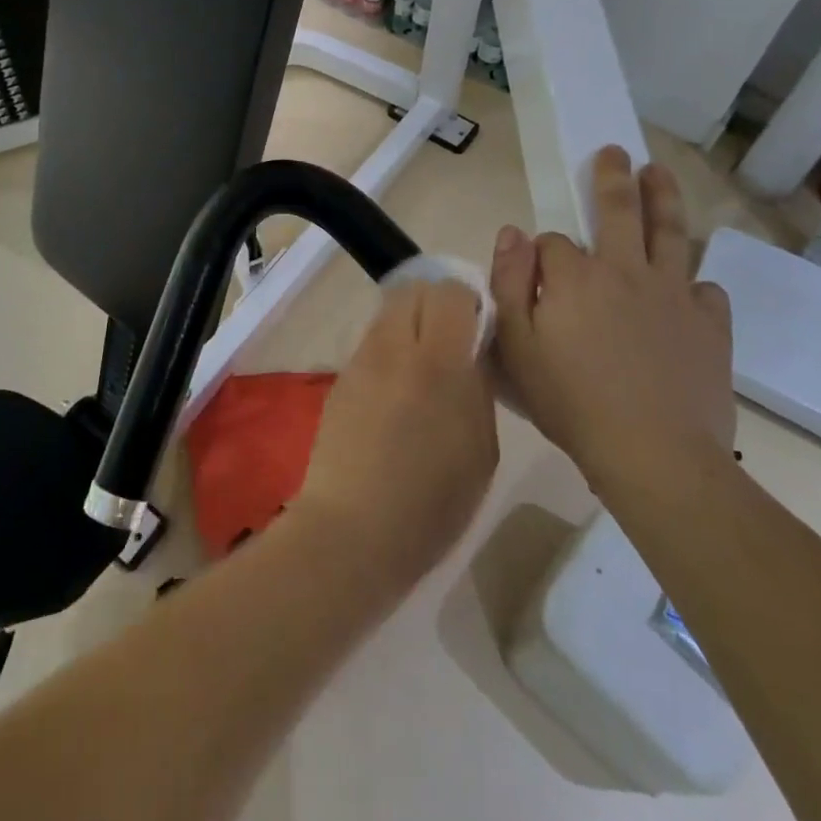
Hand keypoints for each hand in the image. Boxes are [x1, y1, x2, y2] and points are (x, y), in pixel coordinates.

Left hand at [295, 280, 498, 593]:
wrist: (352, 530)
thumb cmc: (431, 504)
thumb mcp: (480, 450)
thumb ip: (477, 388)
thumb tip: (472, 353)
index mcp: (438, 363)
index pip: (449, 292)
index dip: (467, 301)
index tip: (478, 328)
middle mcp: (394, 347)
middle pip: (412, 290)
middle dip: (436, 303)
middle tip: (452, 340)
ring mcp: (361, 360)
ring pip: (388, 312)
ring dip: (410, 324)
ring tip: (424, 367)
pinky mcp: (340, 377)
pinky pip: (371, 342)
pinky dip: (389, 349)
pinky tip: (397, 392)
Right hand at [488, 146, 734, 501]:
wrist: (654, 454)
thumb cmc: (571, 402)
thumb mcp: (516, 347)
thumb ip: (509, 283)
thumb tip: (513, 232)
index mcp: (576, 276)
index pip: (554, 242)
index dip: (541, 254)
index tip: (536, 277)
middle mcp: (627, 270)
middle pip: (620, 210)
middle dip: (613, 178)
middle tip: (615, 152)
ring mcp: (675, 294)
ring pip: (672, 232)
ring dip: (664, 197)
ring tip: (658, 173)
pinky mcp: (711, 325)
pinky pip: (706, 290)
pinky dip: (694, 284)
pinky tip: (688, 290)